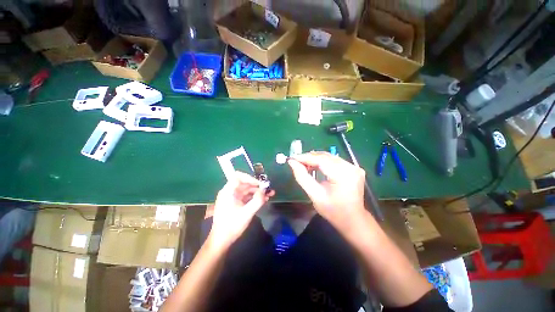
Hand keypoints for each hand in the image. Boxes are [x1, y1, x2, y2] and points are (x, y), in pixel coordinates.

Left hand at [208, 172, 274, 249]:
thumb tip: (265, 190)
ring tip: (270, 194)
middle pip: (244, 183)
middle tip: (269, 188)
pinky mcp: (236, 203)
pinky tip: (264, 199)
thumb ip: (257, 200)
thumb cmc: (232, 226)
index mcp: (228, 192)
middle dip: (257, 185)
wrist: (221, 241)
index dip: (250, 178)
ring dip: (258, 191)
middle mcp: (230, 192)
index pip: (238, 177)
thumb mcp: (247, 213)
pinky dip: (254, 197)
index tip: (260, 184)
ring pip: (247, 190)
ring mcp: (233, 198)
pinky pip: (246, 197)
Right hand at [288, 152, 366, 229]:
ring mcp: (354, 167)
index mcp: (343, 175)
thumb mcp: (315, 195)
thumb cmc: (333, 211)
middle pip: (325, 156)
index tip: (292, 158)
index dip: (305, 157)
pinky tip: (315, 166)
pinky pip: (334, 160)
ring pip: (329, 157)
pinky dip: (323, 162)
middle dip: (309, 157)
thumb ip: (302, 177)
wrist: (353, 220)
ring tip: (303, 164)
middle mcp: (351, 167)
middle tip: (296, 161)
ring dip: (315, 159)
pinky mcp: (353, 168)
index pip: (321, 160)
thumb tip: (292, 162)